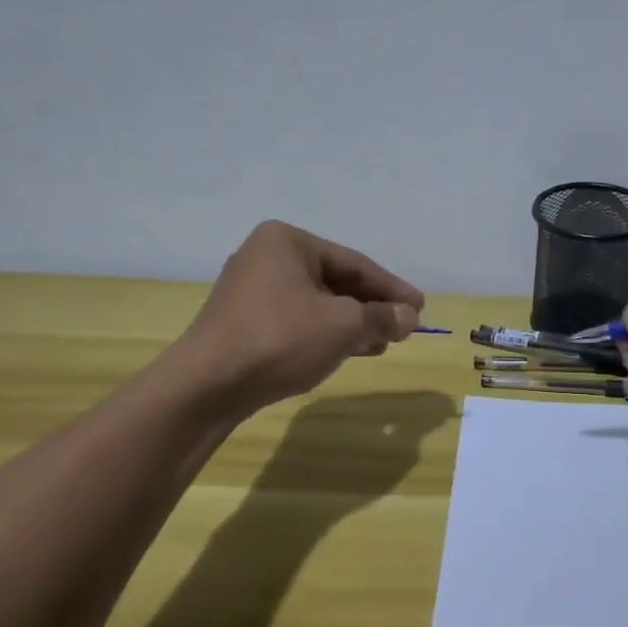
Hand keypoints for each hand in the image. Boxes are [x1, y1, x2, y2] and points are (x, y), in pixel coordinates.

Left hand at [177, 221, 424, 415]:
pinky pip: (297, 320)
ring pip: (317, 303)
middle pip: (336, 281)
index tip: (420, 308)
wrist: (207, 385)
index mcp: (288, 241)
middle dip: (372, 307)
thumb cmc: (280, 339)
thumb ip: (382, 317)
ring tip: (383, 343)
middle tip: (404, 327)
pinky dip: (326, 333)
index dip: (392, 288)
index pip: (355, 263)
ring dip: (353, 323)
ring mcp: (250, 290)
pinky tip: (349, 351)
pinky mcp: (243, 321)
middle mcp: (266, 256)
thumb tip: (410, 317)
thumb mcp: (343, 326)